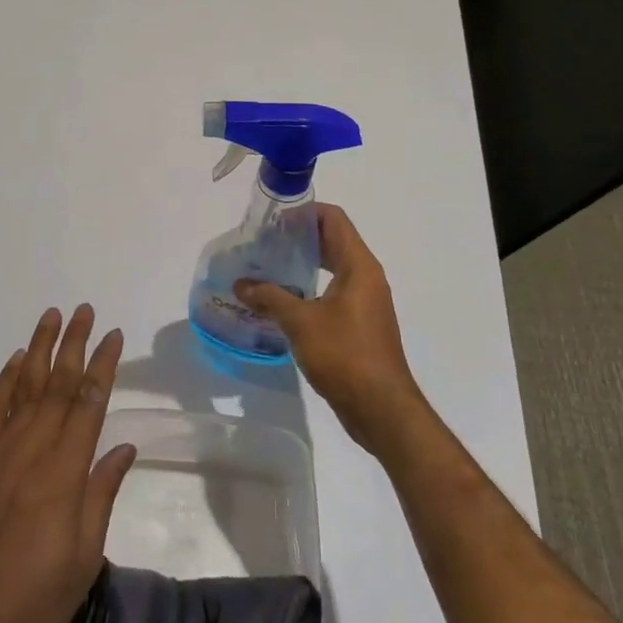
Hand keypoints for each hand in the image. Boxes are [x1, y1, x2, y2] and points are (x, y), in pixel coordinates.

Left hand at [0, 305, 137, 622]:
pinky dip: (4, 381)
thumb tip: (123, 448)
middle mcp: (31, 451)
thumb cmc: (28, 606)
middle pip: (56, 385)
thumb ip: (101, 497)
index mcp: (63, 474)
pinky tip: (14, 362)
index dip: (103, 366)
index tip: (114, 335)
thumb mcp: (82, 562)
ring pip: (23, 388)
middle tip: (86, 310)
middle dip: (74, 344)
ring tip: (51, 317)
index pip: (88, 404)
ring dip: (39, 349)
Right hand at [234, 204, 427, 454]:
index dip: (303, 213)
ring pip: (332, 268)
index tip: (272, 221)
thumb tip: (240, 284)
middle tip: (263, 244)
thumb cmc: (344, 356)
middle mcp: (366, 277)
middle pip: (332, 241)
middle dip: (298, 238)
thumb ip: (269, 297)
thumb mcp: (300, 323)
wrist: (381, 409)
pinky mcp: (360, 324)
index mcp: (358, 266)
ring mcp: (366, 302)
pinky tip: (283, 302)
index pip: (333, 219)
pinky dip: (310, 289)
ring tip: (267, 269)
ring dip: (303, 265)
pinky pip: (333, 293)